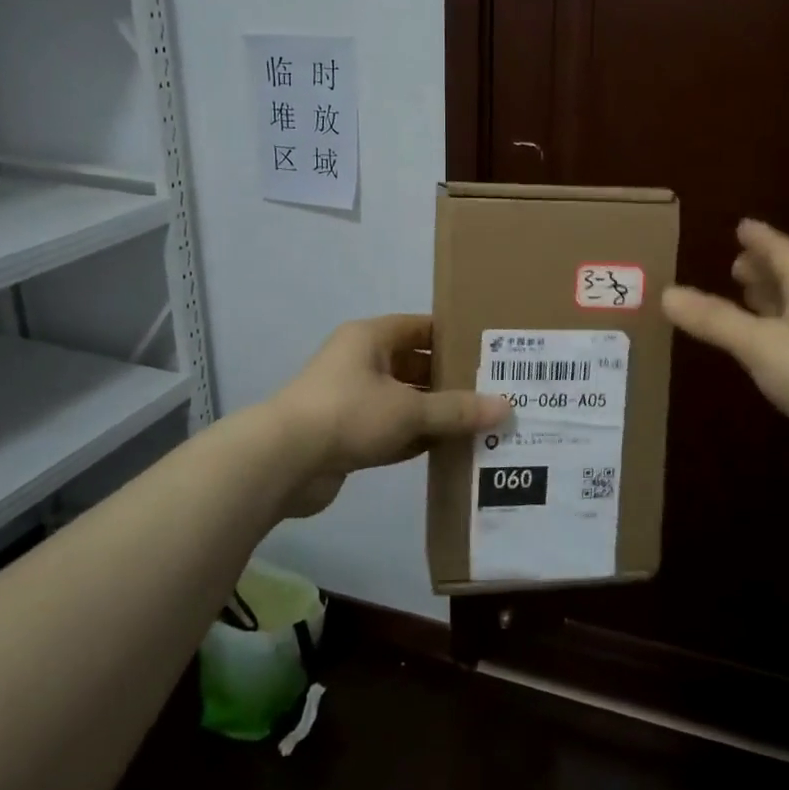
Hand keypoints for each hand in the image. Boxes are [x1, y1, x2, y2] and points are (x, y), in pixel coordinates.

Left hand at [271, 315, 510, 506]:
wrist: (282, 462)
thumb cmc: (348, 414)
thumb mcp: (409, 410)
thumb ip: (457, 410)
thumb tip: (505, 407)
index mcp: (370, 338)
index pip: (420, 327)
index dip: (453, 337)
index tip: (488, 352)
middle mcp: (360, 362)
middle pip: (414, 365)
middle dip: (450, 381)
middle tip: (492, 393)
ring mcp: (351, 400)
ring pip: (404, 401)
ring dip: (434, 413)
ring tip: (479, 423)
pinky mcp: (346, 435)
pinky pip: (391, 430)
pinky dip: (415, 438)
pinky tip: (448, 450)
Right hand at [662, 220, 788, 494]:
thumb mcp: (760, 343)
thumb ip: (715, 319)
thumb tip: (667, 293)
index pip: (786, 253)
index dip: (762, 239)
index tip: (741, 225)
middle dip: (764, 269)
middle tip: (734, 262)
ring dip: (768, 299)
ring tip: (742, 293)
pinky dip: (770, 331)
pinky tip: (757, 344)